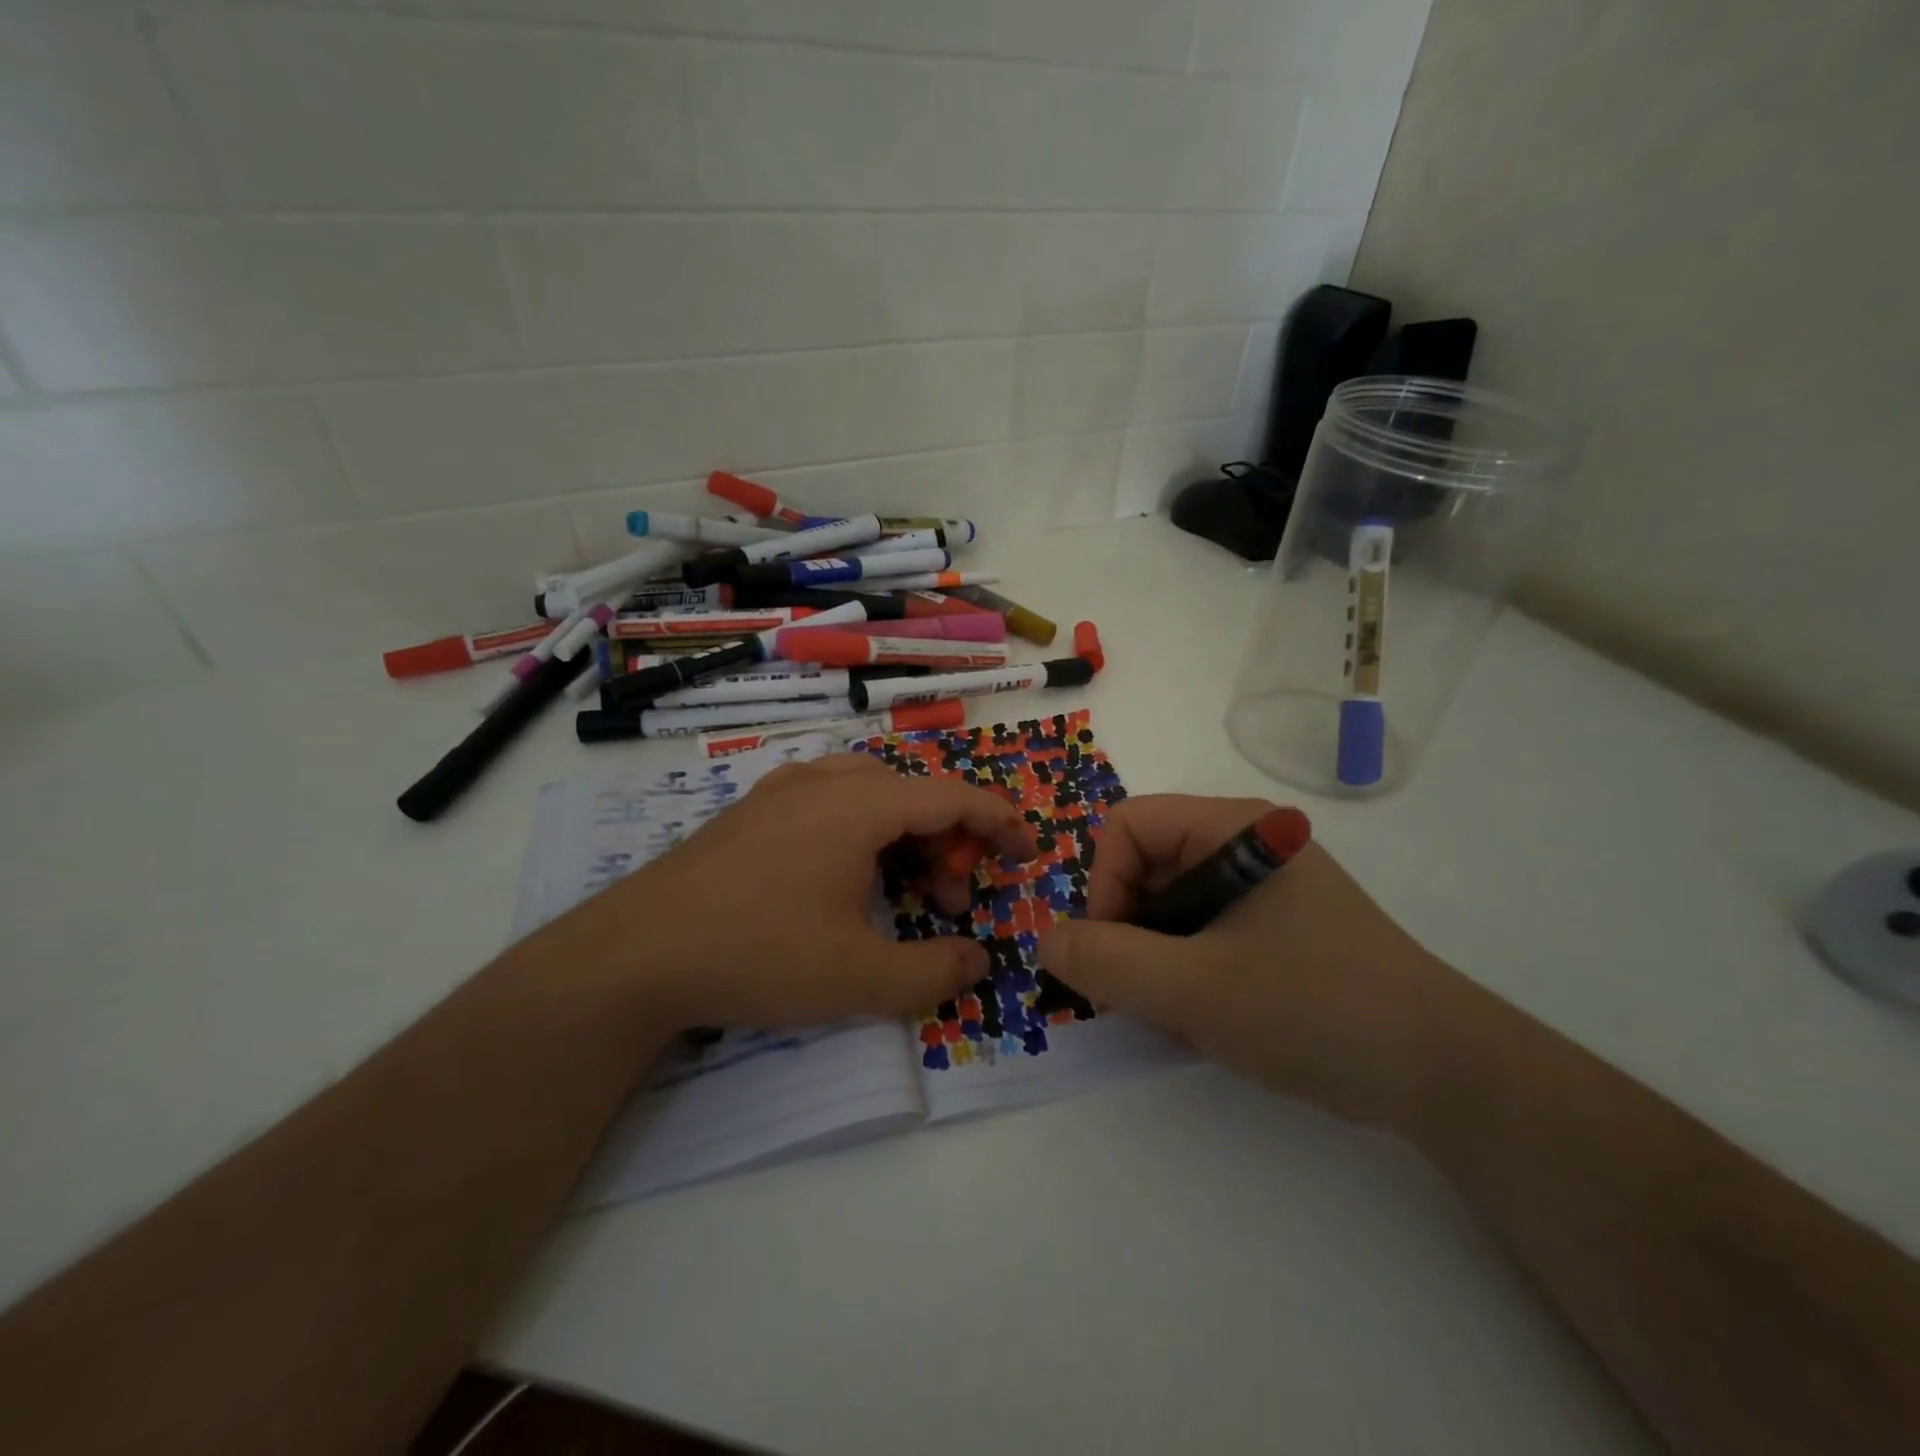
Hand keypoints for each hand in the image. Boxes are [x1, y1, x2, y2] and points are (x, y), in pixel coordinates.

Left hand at [572, 753, 1034, 1030]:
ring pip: (871, 794)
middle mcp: (824, 782)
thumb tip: (978, 961)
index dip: (1000, 821)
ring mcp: (781, 791)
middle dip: (949, 843)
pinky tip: (847, 880)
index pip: (952, 796)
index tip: (1028, 851)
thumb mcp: (858, 979)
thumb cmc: (757, 956)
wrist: (635, 955)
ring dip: (905, 837)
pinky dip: (864, 832)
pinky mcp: (752, 812)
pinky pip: (831, 802)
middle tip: (952, 903)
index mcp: (859, 806)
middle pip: (913, 793)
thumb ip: (934, 973)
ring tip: (903, 894)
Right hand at [1040, 794, 1451, 1130]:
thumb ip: (1107, 963)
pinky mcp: (1274, 929)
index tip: (1114, 955)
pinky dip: (1184, 974)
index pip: (1127, 826)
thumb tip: (1046, 942)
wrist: (1445, 1076)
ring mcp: (1262, 888)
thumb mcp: (1196, 989)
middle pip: (1144, 866)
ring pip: (1168, 908)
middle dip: (1128, 933)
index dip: (1103, 885)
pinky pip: (1200, 934)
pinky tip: (1206, 1020)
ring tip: (1178, 1016)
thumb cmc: (1315, 1008)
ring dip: (1154, 961)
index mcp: (1231, 828)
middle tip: (1138, 998)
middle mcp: (1244, 845)